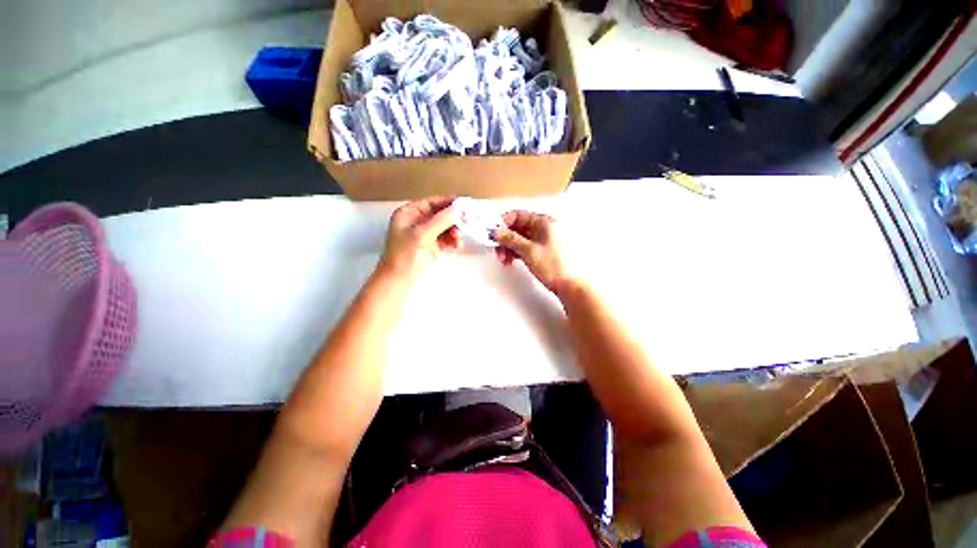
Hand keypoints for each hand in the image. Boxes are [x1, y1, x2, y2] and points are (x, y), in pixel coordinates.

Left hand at [380, 197, 460, 280]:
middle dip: (453, 219)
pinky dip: (452, 240)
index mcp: (409, 213)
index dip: (448, 202)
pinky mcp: (432, 246)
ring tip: (458, 239)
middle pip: (440, 214)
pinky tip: (457, 245)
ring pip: (445, 227)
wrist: (399, 280)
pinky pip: (446, 238)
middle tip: (467, 223)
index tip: (464, 204)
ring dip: (454, 231)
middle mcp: (417, 221)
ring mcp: (425, 234)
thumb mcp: (422, 234)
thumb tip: (458, 208)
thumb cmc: (405, 254)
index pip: (431, 202)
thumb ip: (441, 220)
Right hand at [494, 211, 579, 294]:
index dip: (503, 223)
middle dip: (505, 239)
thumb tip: (496, 231)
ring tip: (504, 261)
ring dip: (509, 248)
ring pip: (520, 239)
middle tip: (498, 251)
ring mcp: (544, 240)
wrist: (572, 287)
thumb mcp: (529, 251)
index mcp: (544, 222)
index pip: (518, 215)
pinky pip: (525, 247)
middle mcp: (544, 228)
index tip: (493, 234)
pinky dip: (517, 253)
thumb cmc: (555, 266)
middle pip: (518, 227)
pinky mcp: (543, 251)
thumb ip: (510, 239)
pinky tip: (511, 261)